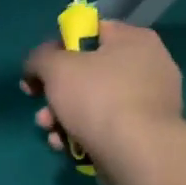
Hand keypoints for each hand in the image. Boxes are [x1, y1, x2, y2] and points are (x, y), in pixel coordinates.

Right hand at [22, 19, 183, 177]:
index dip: (58, 48)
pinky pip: (106, 126)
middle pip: (86, 72)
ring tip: (51, 133)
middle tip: (41, 107)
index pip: (90, 31)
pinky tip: (67, 147)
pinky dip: (82, 134)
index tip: (40, 70)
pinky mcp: (144, 132)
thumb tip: (37, 66)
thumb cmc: (97, 98)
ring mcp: (148, 101)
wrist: (137, 153)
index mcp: (133, 40)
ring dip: (62, 118)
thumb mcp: (55, 67)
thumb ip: (39, 58)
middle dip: (55, 94)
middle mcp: (147, 65)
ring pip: (92, 103)